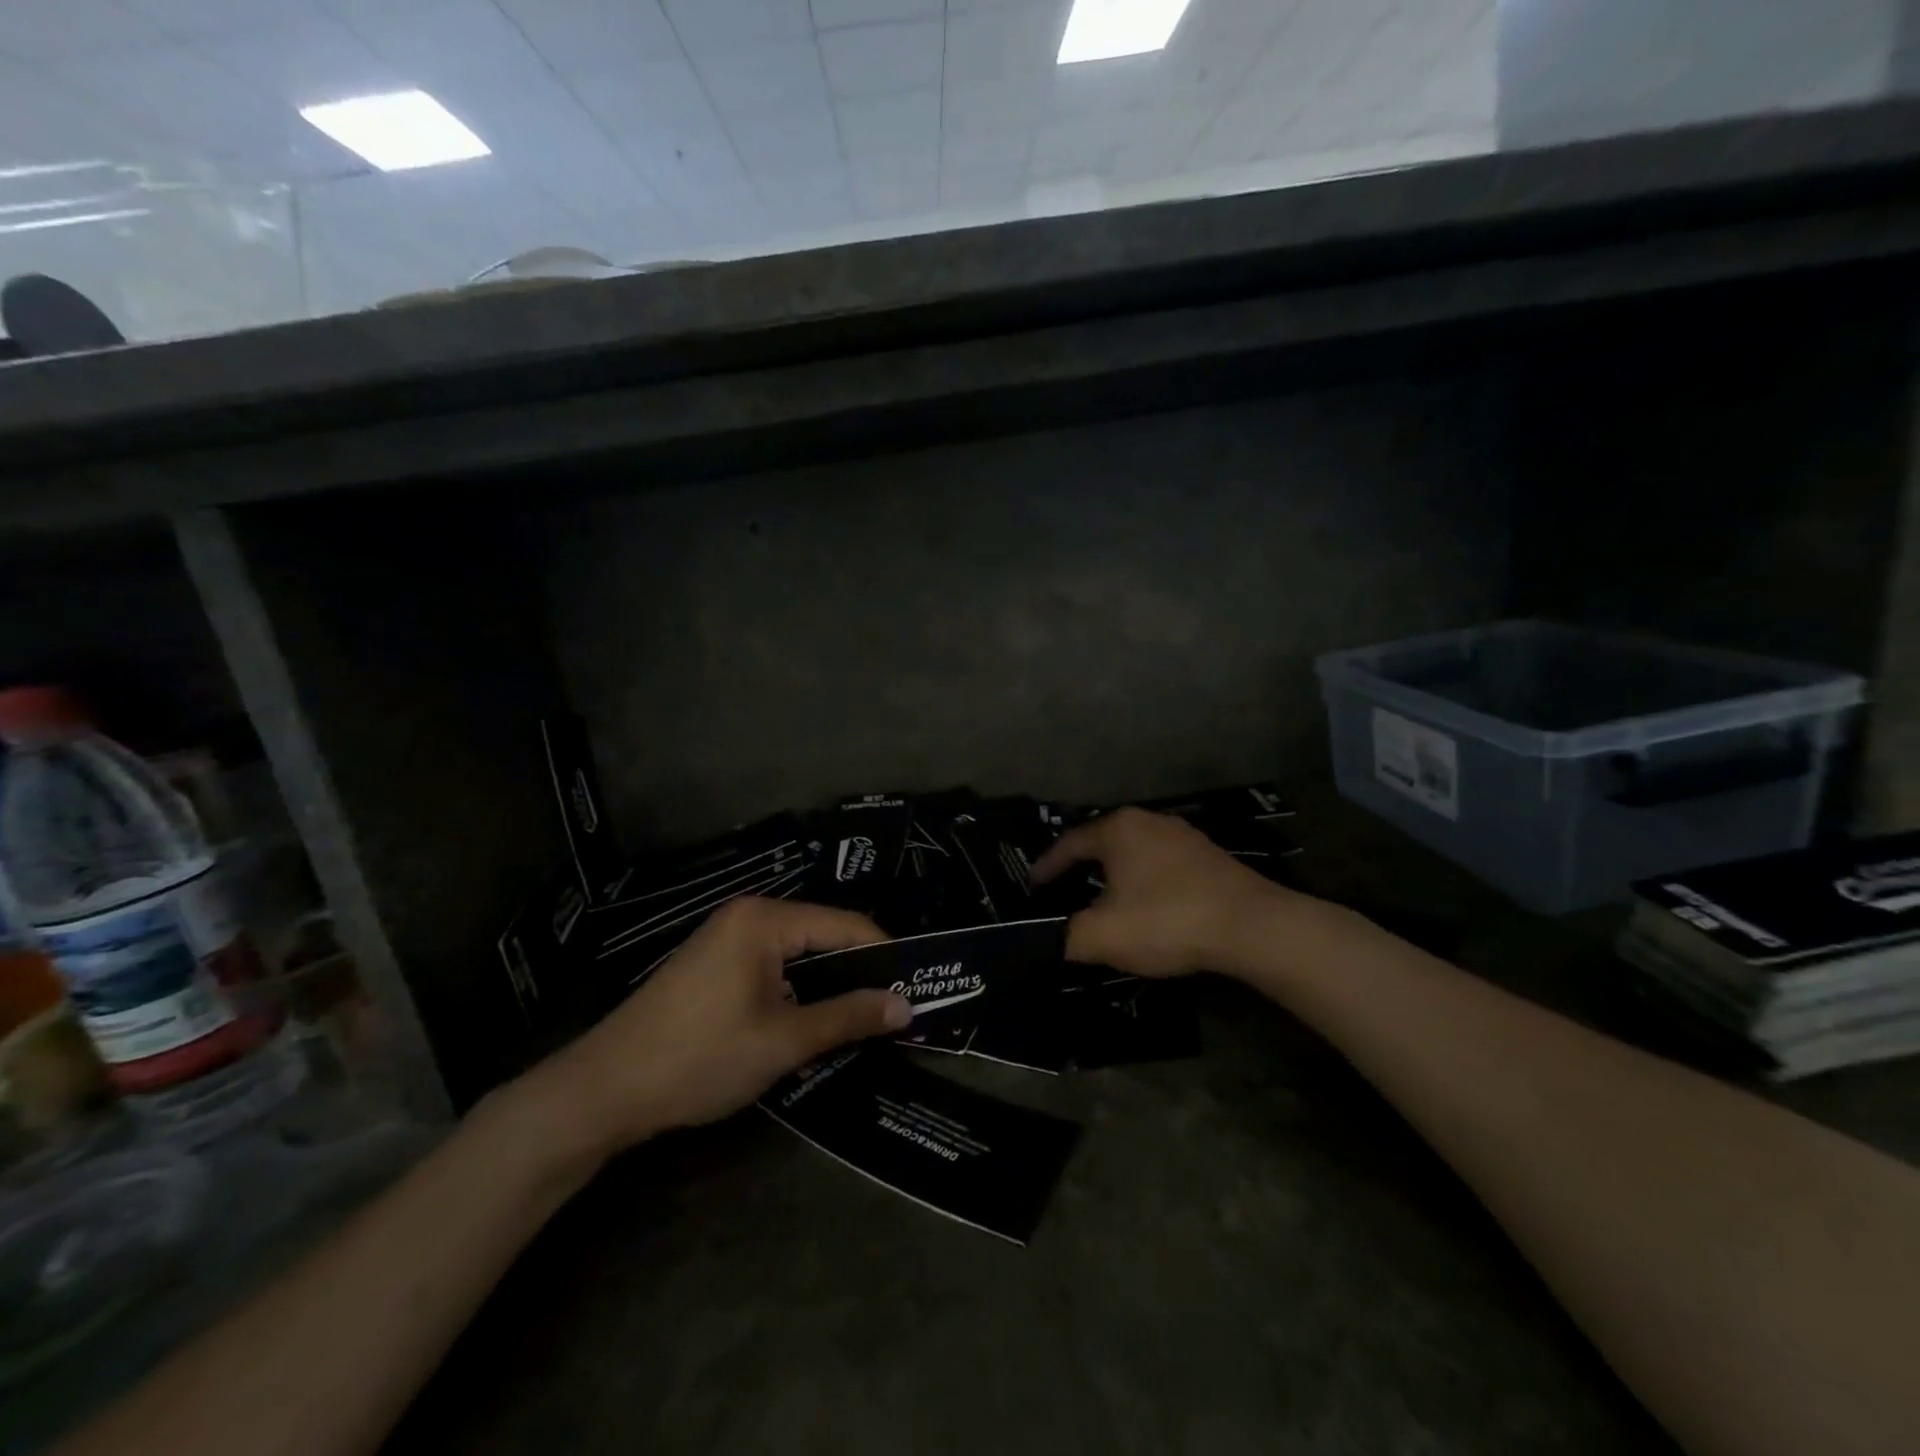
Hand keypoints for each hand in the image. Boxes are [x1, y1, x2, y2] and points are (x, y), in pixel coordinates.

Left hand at [535, 897, 908, 1155]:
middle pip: (823, 935)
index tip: (916, 987)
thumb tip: (905, 1006)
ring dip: (830, 984)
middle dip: (859, 971)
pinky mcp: (715, 964)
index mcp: (766, 920)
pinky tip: (816, 1018)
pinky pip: (774, 966)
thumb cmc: (699, 1057)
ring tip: (866, 1016)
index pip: (845, 925)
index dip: (884, 955)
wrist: (604, 1090)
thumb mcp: (783, 1041)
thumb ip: (847, 1018)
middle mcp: (748, 916)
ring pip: (799, 954)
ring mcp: (727, 939)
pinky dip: (800, 990)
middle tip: (896, 1007)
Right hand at [1032, 808, 1297, 978]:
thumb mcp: (1103, 935)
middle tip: (1063, 891)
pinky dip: (1144, 881)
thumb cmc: (1167, 920)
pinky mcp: (1208, 856)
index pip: (1069, 844)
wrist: (1252, 926)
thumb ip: (1066, 937)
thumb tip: (1050, 941)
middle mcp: (1149, 821)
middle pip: (1102, 843)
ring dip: (1115, 875)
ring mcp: (1183, 836)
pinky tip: (1146, 905)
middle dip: (1080, 868)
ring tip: (1102, 900)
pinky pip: (1161, 864)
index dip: (1047, 866)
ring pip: (1134, 853)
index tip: (1033, 886)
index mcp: (1118, 829)